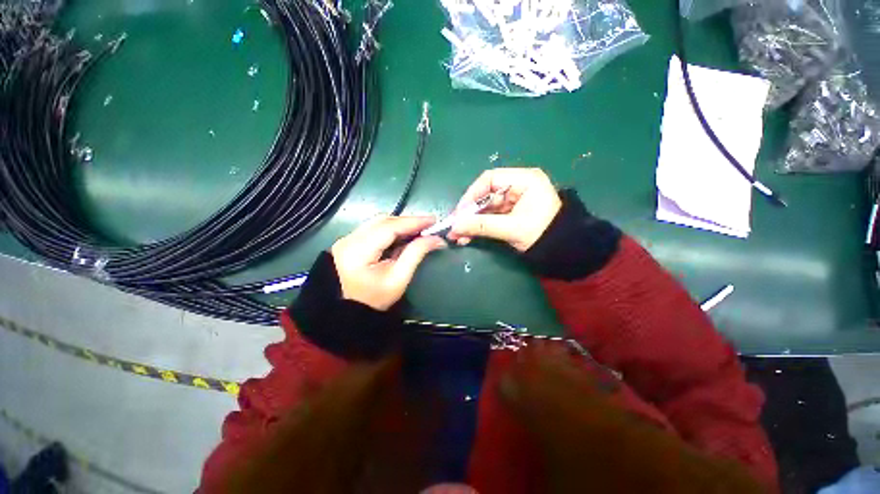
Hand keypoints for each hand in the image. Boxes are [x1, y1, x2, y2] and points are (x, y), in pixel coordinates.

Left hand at [331, 216, 445, 310]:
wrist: (349, 310)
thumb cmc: (375, 299)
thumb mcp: (399, 278)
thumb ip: (416, 254)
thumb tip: (436, 239)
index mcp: (358, 251)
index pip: (388, 228)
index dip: (412, 222)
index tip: (432, 220)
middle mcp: (348, 240)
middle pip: (383, 221)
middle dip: (407, 221)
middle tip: (428, 225)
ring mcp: (346, 239)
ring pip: (378, 222)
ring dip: (400, 224)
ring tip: (419, 229)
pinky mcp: (348, 241)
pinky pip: (373, 228)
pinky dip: (391, 229)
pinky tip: (403, 234)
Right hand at [448, 168, 561, 251]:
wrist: (565, 251)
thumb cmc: (543, 234)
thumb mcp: (512, 229)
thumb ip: (482, 226)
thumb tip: (454, 227)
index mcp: (524, 180)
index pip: (490, 179)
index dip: (471, 194)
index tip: (459, 212)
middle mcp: (517, 186)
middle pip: (485, 195)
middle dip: (469, 213)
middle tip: (454, 227)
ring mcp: (513, 200)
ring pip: (486, 208)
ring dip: (471, 222)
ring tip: (458, 236)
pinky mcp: (511, 213)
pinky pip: (490, 217)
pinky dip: (479, 227)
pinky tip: (468, 236)